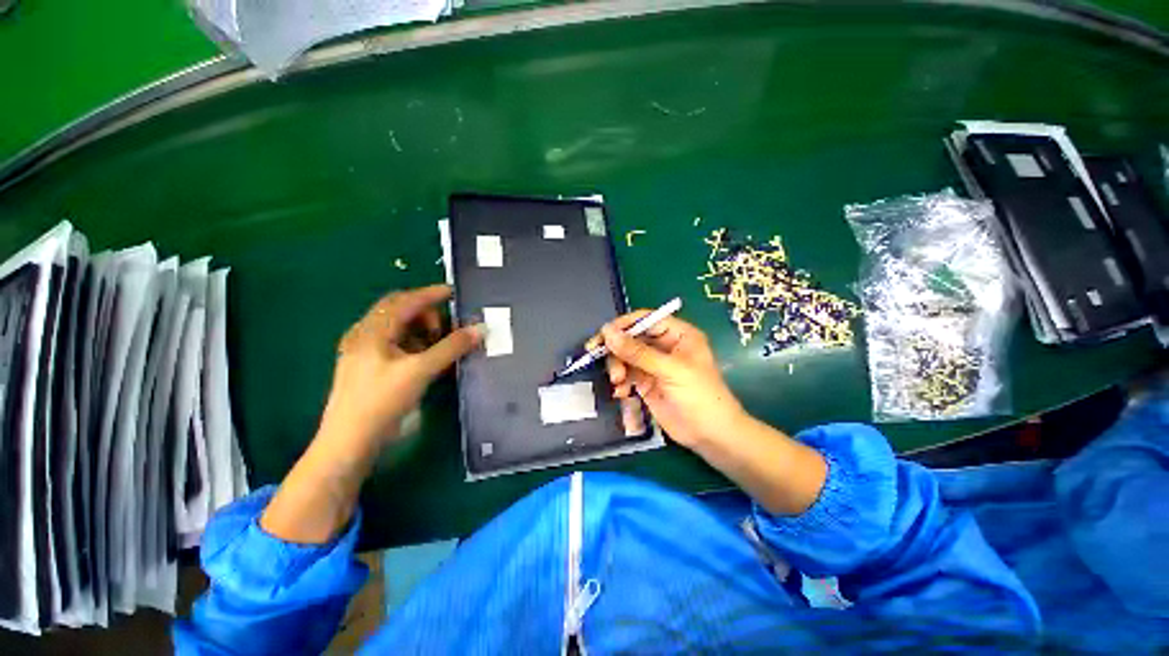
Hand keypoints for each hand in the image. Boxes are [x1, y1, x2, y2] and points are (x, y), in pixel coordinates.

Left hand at [319, 284, 481, 450]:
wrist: (349, 442)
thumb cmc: (382, 401)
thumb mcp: (421, 371)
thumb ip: (452, 347)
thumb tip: (481, 329)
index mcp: (372, 330)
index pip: (404, 300)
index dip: (430, 293)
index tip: (454, 292)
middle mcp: (364, 334)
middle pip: (399, 310)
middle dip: (426, 313)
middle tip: (447, 327)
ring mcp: (364, 351)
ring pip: (397, 328)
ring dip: (421, 329)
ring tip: (438, 343)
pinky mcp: (368, 366)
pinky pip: (394, 343)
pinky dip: (414, 342)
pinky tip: (425, 357)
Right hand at [601, 312, 745, 449]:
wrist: (710, 436)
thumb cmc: (699, 396)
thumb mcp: (670, 370)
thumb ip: (638, 352)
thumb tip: (607, 332)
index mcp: (677, 335)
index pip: (646, 320)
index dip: (624, 325)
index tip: (603, 335)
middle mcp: (664, 347)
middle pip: (632, 338)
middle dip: (617, 350)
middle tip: (603, 361)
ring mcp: (654, 366)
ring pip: (626, 357)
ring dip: (617, 367)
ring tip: (618, 382)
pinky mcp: (646, 384)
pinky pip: (626, 375)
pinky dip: (620, 382)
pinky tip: (621, 392)